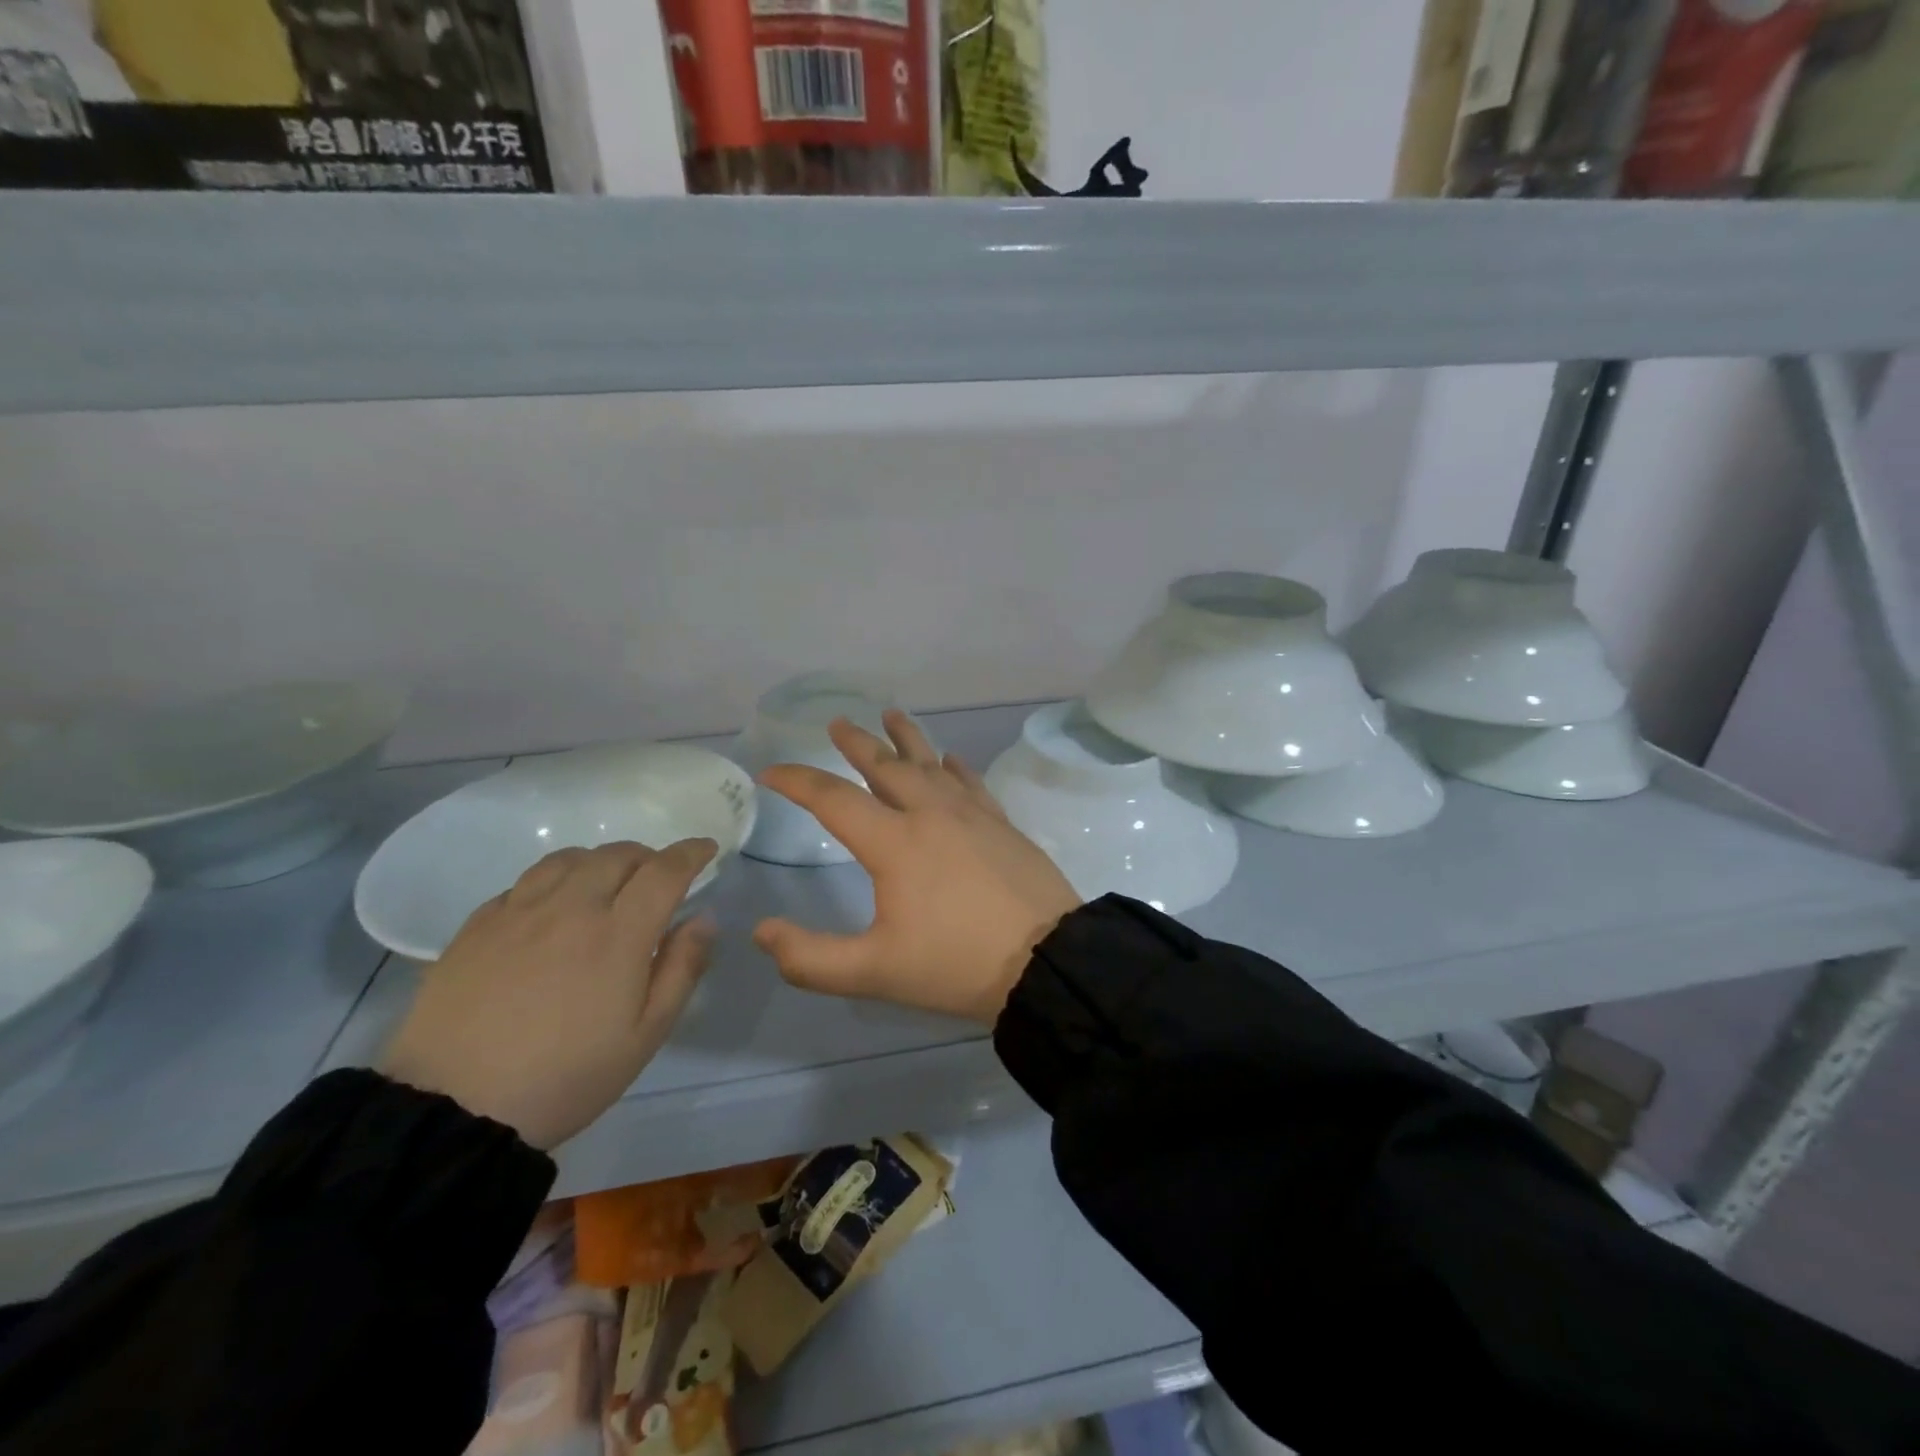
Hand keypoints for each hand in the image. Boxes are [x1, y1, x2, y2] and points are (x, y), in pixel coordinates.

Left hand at [382, 839, 716, 1149]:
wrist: (452, 1111)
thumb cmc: (566, 1077)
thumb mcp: (645, 1035)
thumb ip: (682, 968)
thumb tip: (703, 918)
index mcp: (618, 934)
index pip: (664, 870)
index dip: (691, 852)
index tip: (706, 848)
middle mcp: (570, 908)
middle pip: (617, 854)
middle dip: (648, 856)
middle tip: (656, 878)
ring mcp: (518, 913)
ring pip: (568, 859)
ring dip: (598, 861)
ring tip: (604, 884)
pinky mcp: (476, 927)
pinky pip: (522, 884)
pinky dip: (551, 883)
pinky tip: (549, 909)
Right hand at [753, 710, 1080, 1024]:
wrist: (1046, 960)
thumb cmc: (956, 965)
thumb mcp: (874, 973)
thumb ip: (810, 958)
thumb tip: (763, 931)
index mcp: (895, 842)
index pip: (834, 800)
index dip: (798, 782)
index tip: (772, 772)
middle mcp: (930, 814)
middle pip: (885, 765)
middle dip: (857, 743)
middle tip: (838, 724)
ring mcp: (972, 814)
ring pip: (931, 763)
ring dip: (907, 739)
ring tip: (891, 715)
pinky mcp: (1001, 823)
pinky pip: (971, 782)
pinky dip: (955, 767)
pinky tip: (951, 759)